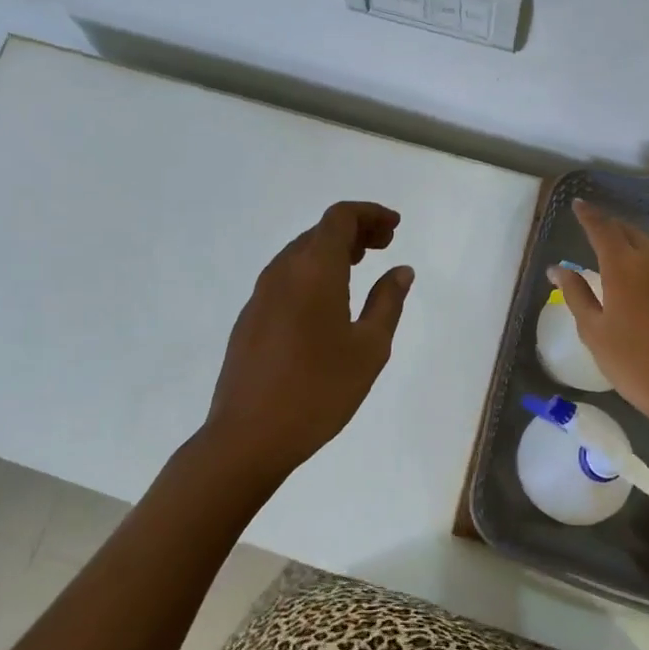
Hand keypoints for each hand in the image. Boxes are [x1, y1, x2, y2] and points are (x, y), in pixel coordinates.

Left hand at [198, 201, 413, 485]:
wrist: (248, 436)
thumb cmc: (318, 391)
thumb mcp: (369, 349)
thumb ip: (387, 302)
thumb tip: (400, 270)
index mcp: (314, 270)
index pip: (340, 217)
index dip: (370, 214)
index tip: (394, 227)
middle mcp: (283, 271)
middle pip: (320, 231)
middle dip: (355, 230)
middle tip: (385, 245)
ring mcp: (261, 294)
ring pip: (301, 253)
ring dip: (332, 250)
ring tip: (360, 266)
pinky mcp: (250, 316)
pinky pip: (286, 276)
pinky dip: (313, 271)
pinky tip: (327, 300)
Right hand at [548, 199, 648, 445]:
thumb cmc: (631, 363)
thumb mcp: (593, 330)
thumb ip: (575, 293)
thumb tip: (557, 268)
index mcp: (622, 267)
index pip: (602, 229)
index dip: (588, 215)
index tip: (578, 204)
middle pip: (629, 232)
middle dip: (610, 225)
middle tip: (594, 225)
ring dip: (631, 241)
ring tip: (616, 246)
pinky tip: (643, 276)